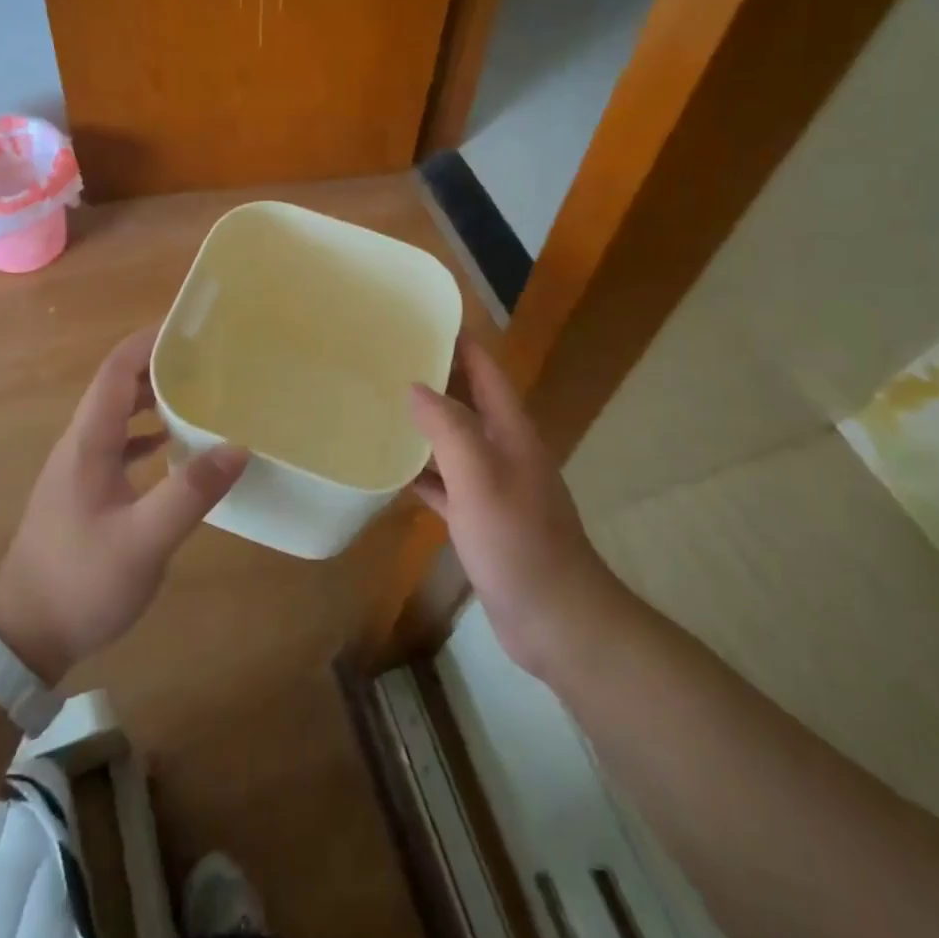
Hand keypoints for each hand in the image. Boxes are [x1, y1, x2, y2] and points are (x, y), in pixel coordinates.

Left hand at [0, 326, 247, 683]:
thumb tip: (239, 447)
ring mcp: (80, 469)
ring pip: (120, 415)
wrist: (22, 637)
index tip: (191, 326)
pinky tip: (176, 446)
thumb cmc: (79, 582)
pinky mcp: (85, 492)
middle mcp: (81, 445)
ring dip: (155, 398)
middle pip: (119, 386)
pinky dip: (149, 434)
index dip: (149, 341)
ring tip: (201, 393)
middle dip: (160, 364)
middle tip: (209, 358)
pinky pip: (120, 444)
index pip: (117, 370)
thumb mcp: (142, 541)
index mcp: (89, 442)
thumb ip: (190, 493)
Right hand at [408, 337, 616, 679]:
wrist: (557, 619)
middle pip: (467, 401)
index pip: (485, 370)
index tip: (422, 318)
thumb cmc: (518, 541)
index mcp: (510, 430)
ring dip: (425, 424)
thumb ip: (449, 428)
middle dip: (435, 377)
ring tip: (381, 405)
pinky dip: (423, 473)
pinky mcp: (482, 520)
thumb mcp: (480, 477)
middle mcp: (504, 450)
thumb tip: (415, 386)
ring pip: (454, 441)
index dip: (460, 341)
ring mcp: (493, 486)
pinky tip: (392, 470)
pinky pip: (447, 484)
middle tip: (388, 359)